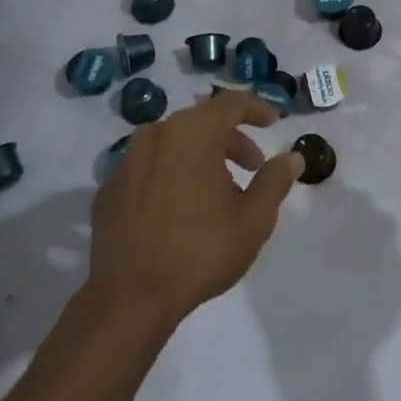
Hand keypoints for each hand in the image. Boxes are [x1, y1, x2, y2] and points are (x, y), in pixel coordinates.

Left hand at [88, 90, 302, 320]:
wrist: (130, 296)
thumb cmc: (200, 251)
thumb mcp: (253, 219)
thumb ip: (274, 180)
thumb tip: (291, 157)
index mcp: (192, 133)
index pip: (230, 104)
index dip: (256, 108)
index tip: (273, 121)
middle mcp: (156, 135)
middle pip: (201, 122)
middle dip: (231, 139)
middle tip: (253, 166)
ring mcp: (126, 160)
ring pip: (173, 143)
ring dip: (201, 156)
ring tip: (219, 191)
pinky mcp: (109, 188)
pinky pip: (149, 166)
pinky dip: (171, 173)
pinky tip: (181, 207)